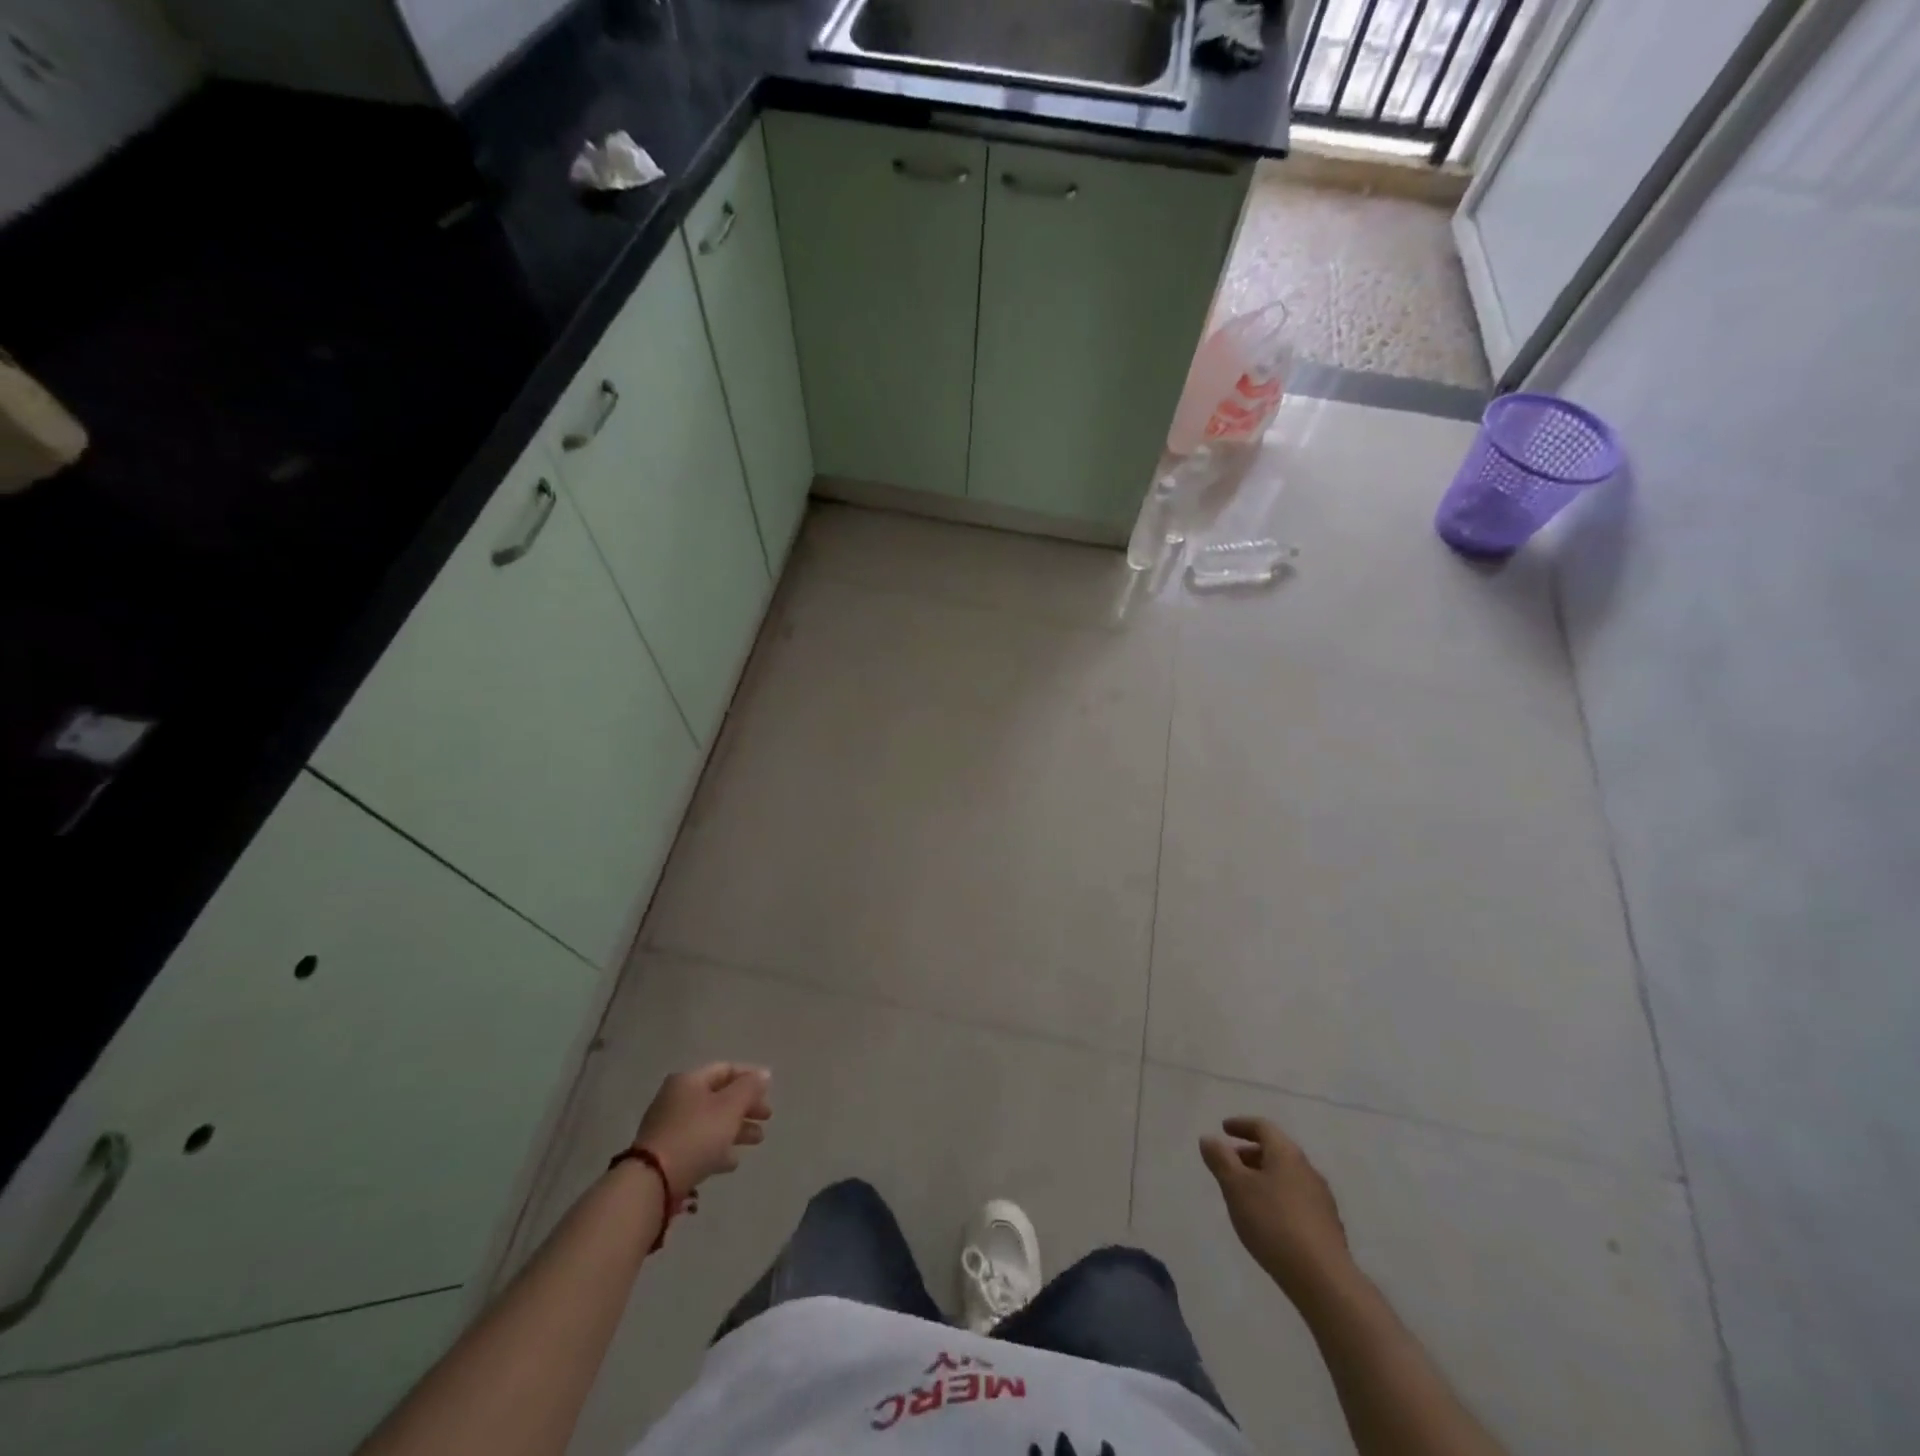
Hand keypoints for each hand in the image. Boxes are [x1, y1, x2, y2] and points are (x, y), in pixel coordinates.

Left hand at [632, 1062, 772, 1199]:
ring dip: (736, 1129)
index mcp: (689, 1081)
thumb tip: (764, 1074)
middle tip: (767, 1117)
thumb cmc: (696, 1135)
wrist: (652, 1182)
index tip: (770, 1091)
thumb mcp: (729, 1107)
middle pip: (719, 1097)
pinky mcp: (666, 1154)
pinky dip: (717, 1148)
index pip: (726, 1069)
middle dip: (746, 1106)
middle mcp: (677, 1098)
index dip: (750, 1077)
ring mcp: (669, 1127)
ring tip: (758, 1140)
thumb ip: (749, 1088)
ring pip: (711, 1122)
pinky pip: (698, 1145)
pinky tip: (732, 1162)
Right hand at [1200, 1116, 1352, 1303]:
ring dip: (1265, 1176)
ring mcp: (1321, 1198)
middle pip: (1276, 1151)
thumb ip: (1220, 1159)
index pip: (1263, 1127)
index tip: (1224, 1128)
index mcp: (1286, 1153)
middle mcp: (1307, 1169)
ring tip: (1245, 1194)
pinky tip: (1269, 1220)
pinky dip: (1278, 1198)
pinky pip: (1297, 1199)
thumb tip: (1209, 1138)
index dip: (1241, 1124)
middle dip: (1251, 1153)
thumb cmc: (1273, 1223)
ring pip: (1287, 1176)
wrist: (1323, 1278)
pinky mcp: (1327, 1226)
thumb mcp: (1236, 1187)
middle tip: (1230, 1163)